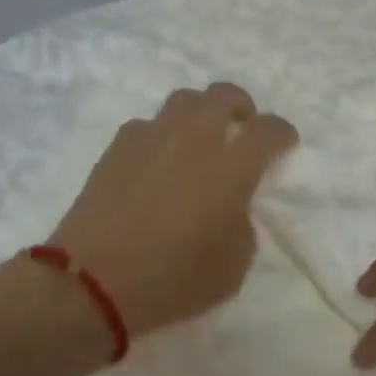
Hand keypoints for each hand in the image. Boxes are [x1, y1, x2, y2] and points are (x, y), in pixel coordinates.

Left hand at [48, 83, 297, 339]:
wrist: (92, 280)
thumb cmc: (173, 279)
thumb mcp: (233, 266)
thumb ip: (242, 224)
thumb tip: (231, 205)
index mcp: (232, 166)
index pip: (269, 130)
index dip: (282, 133)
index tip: (284, 144)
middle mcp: (194, 137)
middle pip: (224, 95)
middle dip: (240, 107)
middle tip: (241, 128)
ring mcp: (151, 137)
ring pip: (183, 100)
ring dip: (200, 112)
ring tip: (199, 138)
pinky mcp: (117, 147)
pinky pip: (148, 125)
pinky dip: (161, 134)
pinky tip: (157, 160)